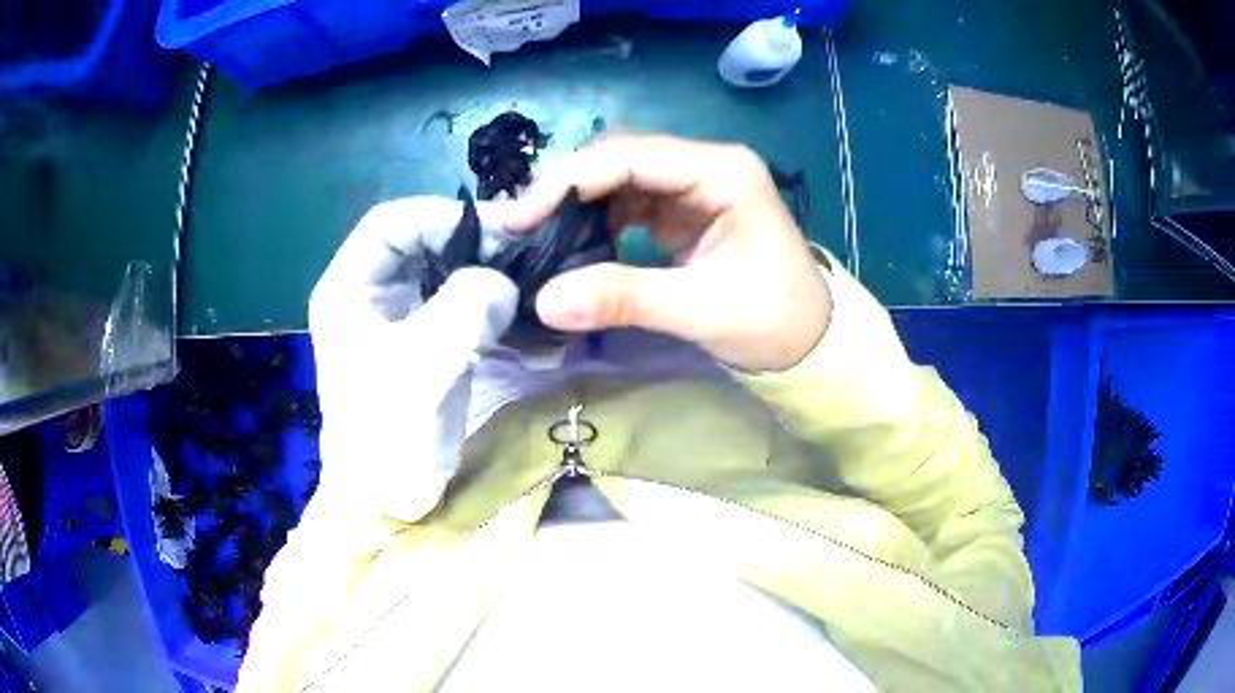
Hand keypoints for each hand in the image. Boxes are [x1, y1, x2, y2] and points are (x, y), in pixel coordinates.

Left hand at [309, 196, 518, 521]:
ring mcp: (400, 318)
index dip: (444, 215)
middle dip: (475, 244)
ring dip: (489, 275)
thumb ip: (464, 310)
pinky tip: (526, 319)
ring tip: (533, 283)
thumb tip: (503, 280)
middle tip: (527, 253)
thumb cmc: (388, 436)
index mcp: (348, 288)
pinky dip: (494, 308)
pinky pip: (462, 306)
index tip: (501, 229)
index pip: (392, 223)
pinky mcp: (426, 343)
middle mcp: (371, 293)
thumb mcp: (421, 369)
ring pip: (447, 272)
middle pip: (423, 243)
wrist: (388, 500)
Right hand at [507, 135, 831, 371]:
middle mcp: (705, 165)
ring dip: (577, 205)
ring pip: (618, 178)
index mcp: (722, 171)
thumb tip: (545, 301)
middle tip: (518, 229)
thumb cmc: (774, 321)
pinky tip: (575, 244)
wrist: (811, 342)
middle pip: (619, 158)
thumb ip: (626, 299)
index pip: (629, 156)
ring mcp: (694, 185)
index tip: (519, 218)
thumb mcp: (702, 310)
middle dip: (566, 189)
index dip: (568, 180)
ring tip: (538, 239)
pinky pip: (628, 202)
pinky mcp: (684, 209)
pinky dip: (597, 221)